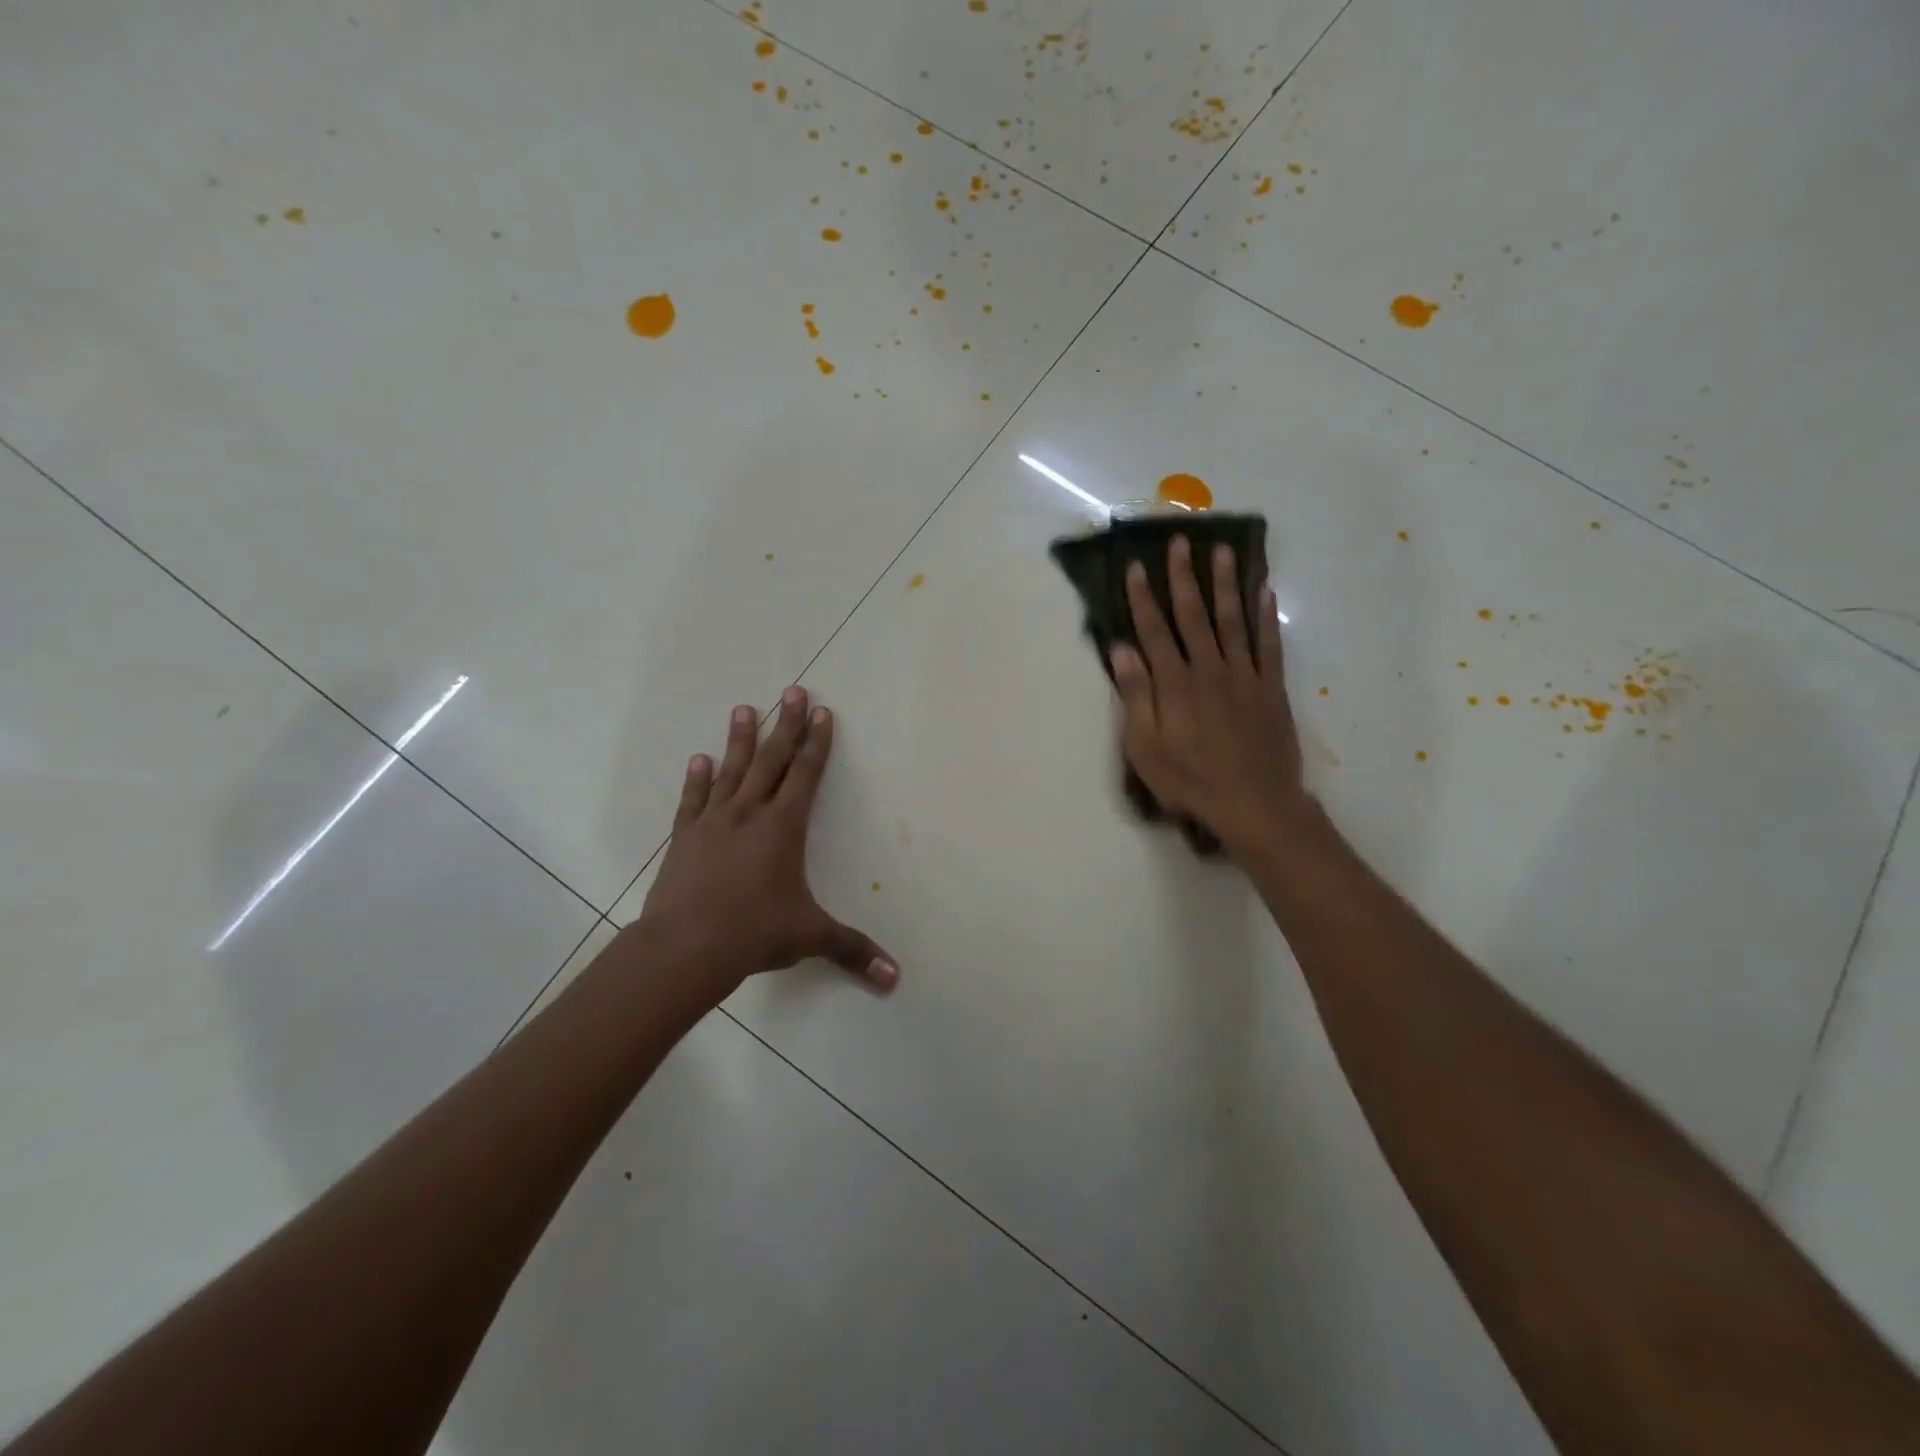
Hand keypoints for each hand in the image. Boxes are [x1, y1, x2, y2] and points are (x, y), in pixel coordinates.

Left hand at [634, 687, 898, 1003]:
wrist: (685, 947)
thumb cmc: (754, 933)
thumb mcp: (810, 938)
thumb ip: (853, 950)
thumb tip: (895, 979)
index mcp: (783, 828)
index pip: (805, 775)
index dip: (816, 743)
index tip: (821, 712)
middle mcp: (750, 814)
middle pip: (771, 760)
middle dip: (785, 725)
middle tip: (792, 690)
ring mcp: (713, 822)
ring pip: (731, 771)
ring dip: (740, 739)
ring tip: (743, 708)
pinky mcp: (684, 838)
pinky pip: (693, 799)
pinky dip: (697, 778)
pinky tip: (699, 758)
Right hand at [1109, 536, 1311, 863]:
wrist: (1255, 803)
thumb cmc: (1190, 781)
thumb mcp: (1146, 748)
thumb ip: (1136, 696)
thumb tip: (1121, 650)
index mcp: (1174, 684)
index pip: (1154, 630)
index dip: (1142, 597)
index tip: (1135, 566)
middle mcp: (1209, 669)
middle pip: (1193, 615)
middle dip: (1183, 577)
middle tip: (1180, 541)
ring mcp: (1244, 676)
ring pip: (1232, 620)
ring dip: (1226, 584)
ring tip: (1223, 551)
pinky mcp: (1271, 688)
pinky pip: (1269, 644)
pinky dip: (1266, 617)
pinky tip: (1265, 592)